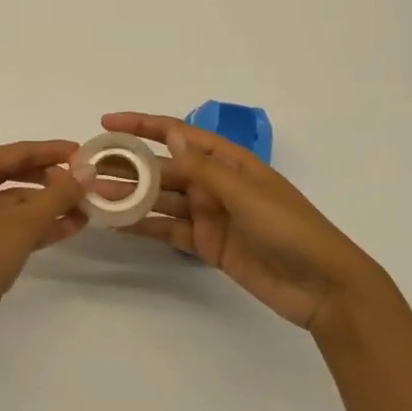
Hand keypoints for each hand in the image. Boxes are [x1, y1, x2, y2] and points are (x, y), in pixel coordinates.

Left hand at [0, 140, 85, 378]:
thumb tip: (88, 171)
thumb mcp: (26, 222)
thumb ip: (59, 193)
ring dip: (48, 205)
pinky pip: (10, 225)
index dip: (51, 151)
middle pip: (15, 174)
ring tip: (86, 207)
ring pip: (14, 203)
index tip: (83, 152)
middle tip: (85, 181)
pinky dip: (36, 224)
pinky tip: (69, 227)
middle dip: (51, 179)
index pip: (16, 151)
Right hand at [99, 112, 381, 331]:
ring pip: (161, 200)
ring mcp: (209, 214)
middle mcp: (214, 183)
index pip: (178, 134)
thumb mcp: (245, 193)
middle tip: (88, 168)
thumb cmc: (290, 229)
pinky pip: (168, 230)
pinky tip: (116, 224)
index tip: (107, 122)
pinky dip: (144, 226)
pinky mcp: (206, 245)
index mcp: (228, 161)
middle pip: (164, 168)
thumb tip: (169, 134)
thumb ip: (204, 167)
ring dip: (131, 197)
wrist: (323, 287)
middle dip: (129, 166)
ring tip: (94, 196)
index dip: (143, 125)